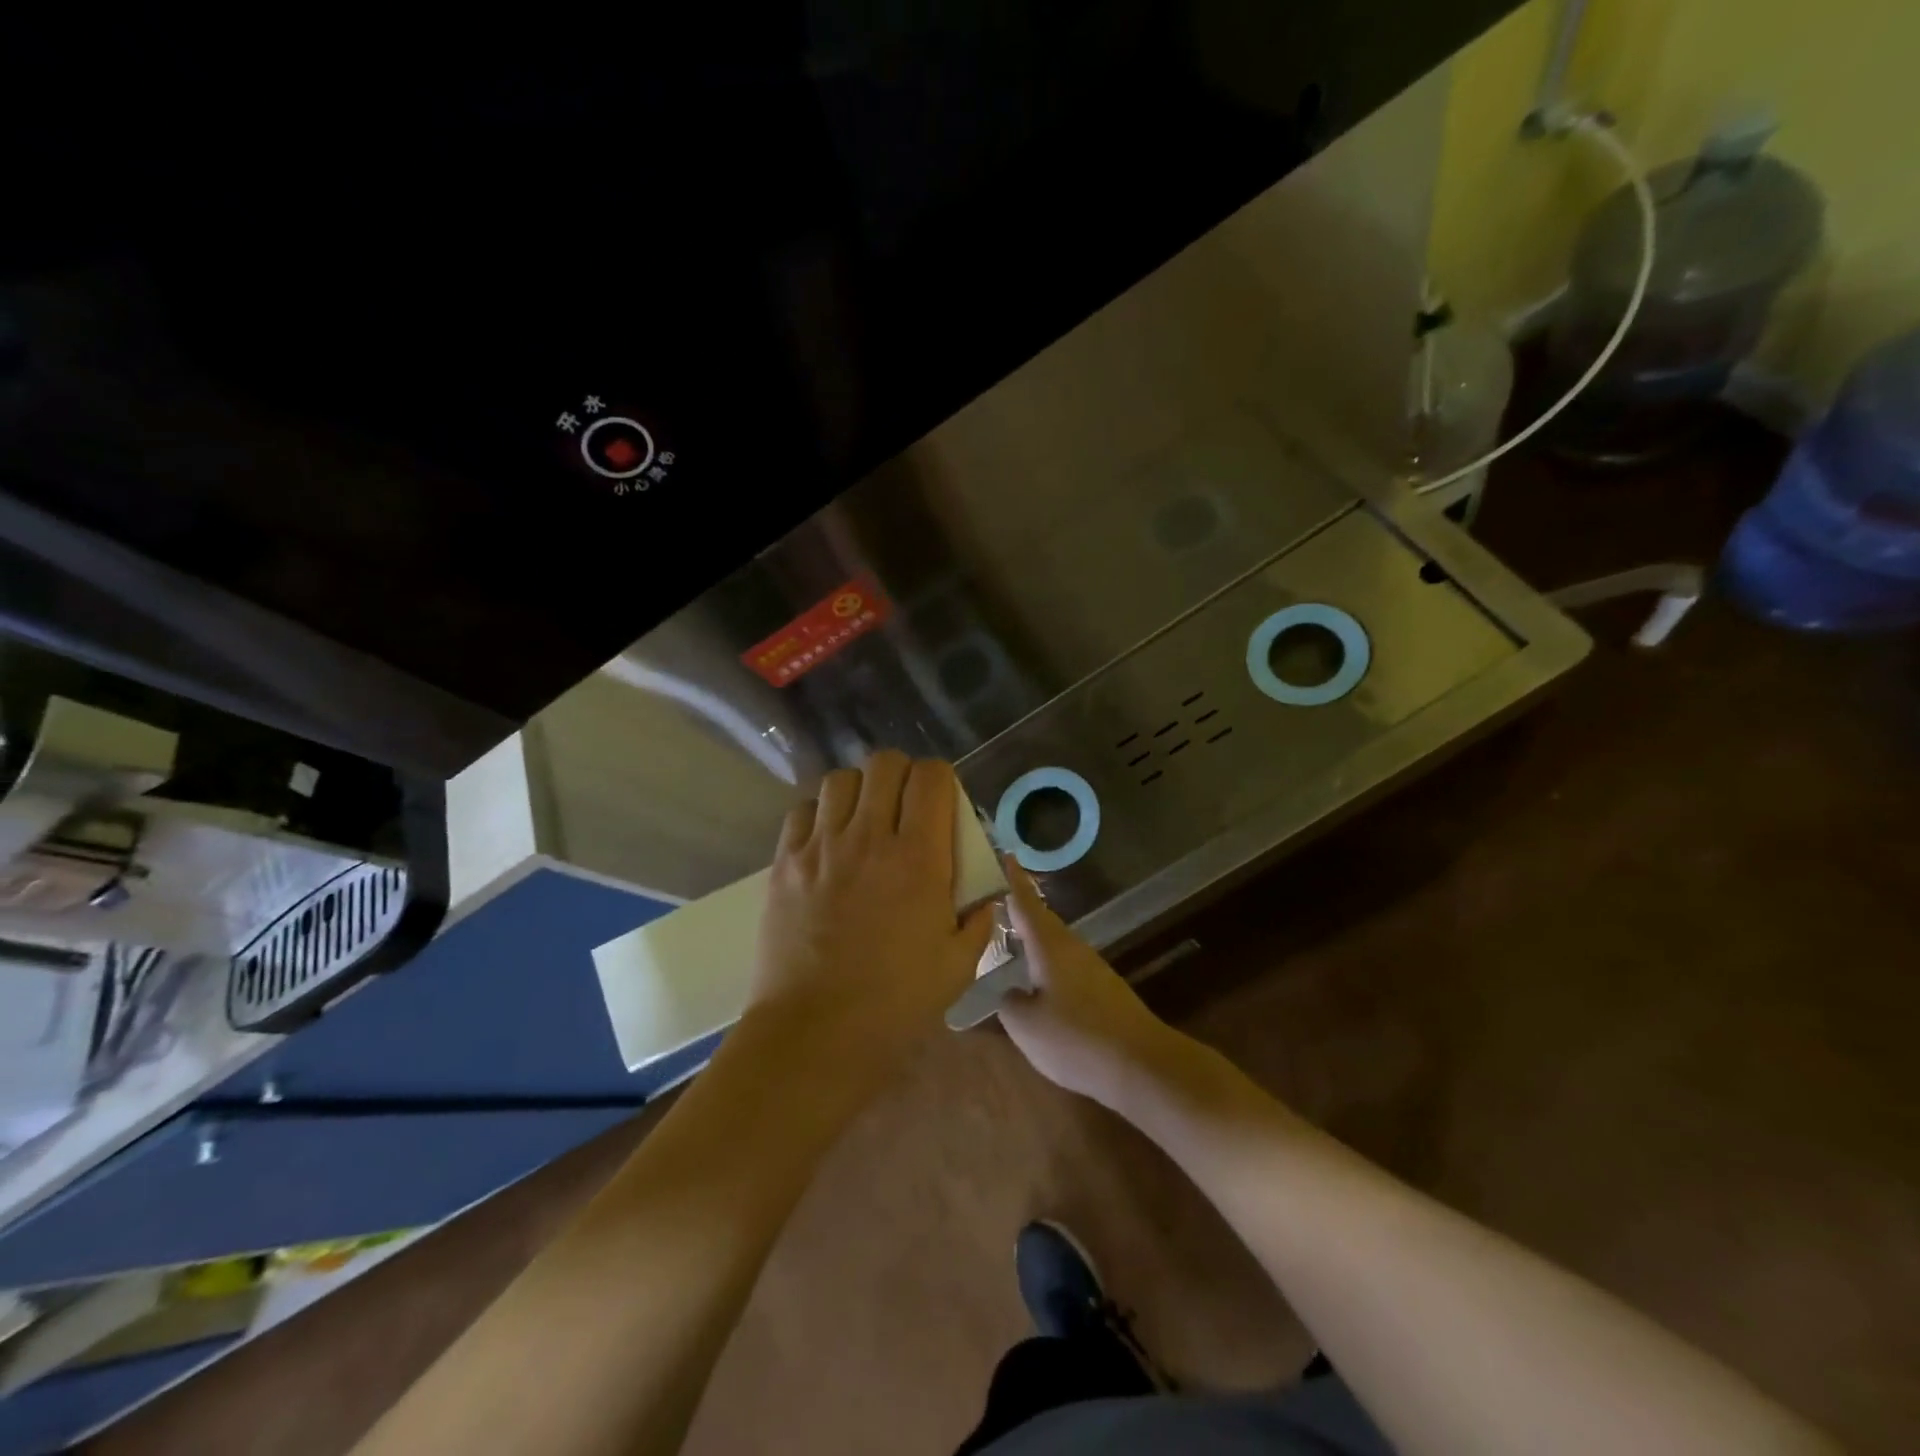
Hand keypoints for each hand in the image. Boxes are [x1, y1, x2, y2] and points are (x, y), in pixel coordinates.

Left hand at [749, 751, 996, 1092]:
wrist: (815, 1035)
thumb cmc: (895, 1004)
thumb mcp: (958, 966)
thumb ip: (978, 921)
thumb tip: (985, 898)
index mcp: (919, 858)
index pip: (931, 777)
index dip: (941, 779)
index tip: (942, 803)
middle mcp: (869, 838)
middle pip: (885, 764)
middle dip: (902, 775)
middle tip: (905, 807)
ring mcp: (821, 847)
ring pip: (841, 780)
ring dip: (859, 790)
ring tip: (864, 820)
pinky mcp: (785, 863)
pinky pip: (802, 811)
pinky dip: (819, 815)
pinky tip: (826, 842)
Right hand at [996, 863, 1188, 1105]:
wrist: (1141, 1064)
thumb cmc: (1076, 1038)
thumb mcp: (1026, 1025)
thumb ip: (1008, 1003)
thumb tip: (1010, 992)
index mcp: (1049, 946)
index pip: (1026, 904)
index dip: (1013, 880)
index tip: (1005, 854)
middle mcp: (1072, 949)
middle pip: (1042, 921)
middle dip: (1020, 910)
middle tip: (995, 902)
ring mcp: (1092, 968)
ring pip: (1055, 945)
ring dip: (1033, 939)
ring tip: (1011, 941)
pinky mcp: (1104, 990)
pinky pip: (1066, 966)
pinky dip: (1047, 964)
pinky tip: (1038, 983)